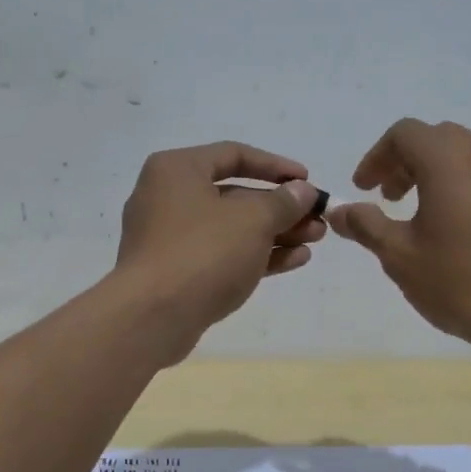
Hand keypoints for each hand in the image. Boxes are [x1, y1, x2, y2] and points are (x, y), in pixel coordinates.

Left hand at [115, 141, 324, 349]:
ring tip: (315, 240)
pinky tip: (295, 260)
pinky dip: (256, 255)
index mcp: (177, 170)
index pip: (234, 155)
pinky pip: (222, 255)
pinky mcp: (177, 272)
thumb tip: (303, 191)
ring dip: (275, 233)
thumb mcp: (252, 220)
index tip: (307, 181)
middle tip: (318, 219)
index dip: (276, 166)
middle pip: (235, 195)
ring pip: (232, 228)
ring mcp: (171, 238)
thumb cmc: (202, 252)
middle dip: (281, 207)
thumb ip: (283, 202)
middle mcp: (168, 197)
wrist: (152, 317)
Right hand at [328, 119, 470, 354]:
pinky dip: (462, 188)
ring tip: (419, 216)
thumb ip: (366, 225)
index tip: (364, 189)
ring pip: (464, 156)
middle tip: (388, 198)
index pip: (404, 134)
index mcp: (448, 160)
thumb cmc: (460, 281)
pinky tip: (456, 232)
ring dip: (434, 174)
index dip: (376, 157)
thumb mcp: (399, 256)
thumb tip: (339, 211)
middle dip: (405, 162)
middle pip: (436, 139)